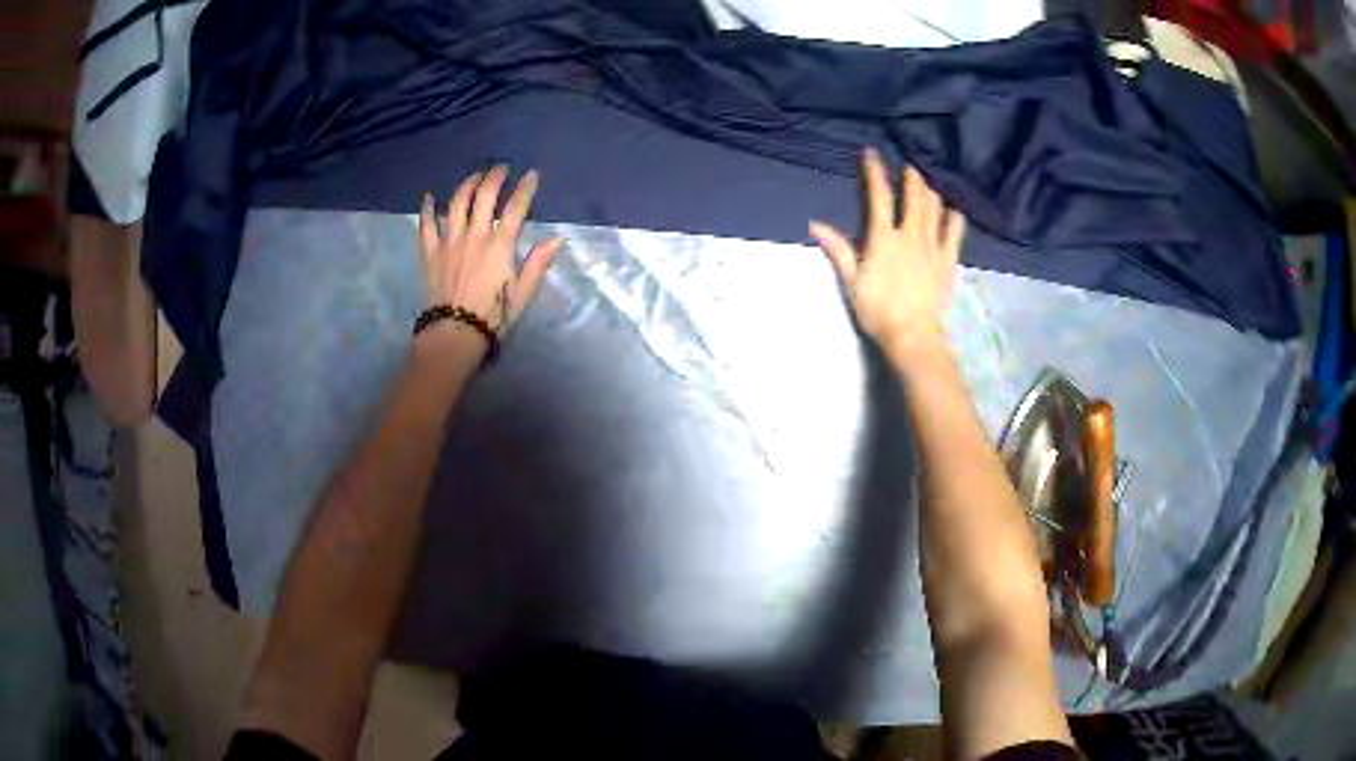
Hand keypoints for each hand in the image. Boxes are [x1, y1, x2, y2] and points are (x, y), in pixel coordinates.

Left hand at [417, 165, 562, 348]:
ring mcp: (449, 242)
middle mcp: (474, 236)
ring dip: (467, 184)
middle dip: (494, 177)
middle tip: (501, 168)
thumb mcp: (523, 293)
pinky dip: (427, 208)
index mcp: (500, 246)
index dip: (526, 187)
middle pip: (484, 196)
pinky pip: (426, 225)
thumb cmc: (493, 317)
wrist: (455, 333)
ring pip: (457, 203)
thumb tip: (558, 239)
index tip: (532, 174)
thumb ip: (538, 264)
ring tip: (475, 176)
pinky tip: (429, 196)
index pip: (516, 207)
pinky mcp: (430, 252)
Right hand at [810, 149, 964, 357]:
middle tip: (909, 164)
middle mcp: (911, 235)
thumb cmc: (878, 310)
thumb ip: (839, 249)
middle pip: (914, 195)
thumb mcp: (852, 281)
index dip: (875, 172)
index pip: (878, 196)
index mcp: (884, 238)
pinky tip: (954, 208)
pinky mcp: (949, 260)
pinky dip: (954, 215)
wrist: (913, 335)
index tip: (871, 153)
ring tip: (928, 181)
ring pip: (935, 207)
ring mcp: (933, 246)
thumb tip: (815, 225)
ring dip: (931, 190)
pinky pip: (955, 231)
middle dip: (911, 175)